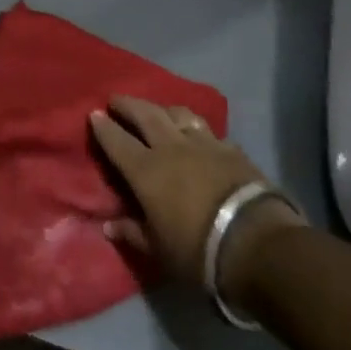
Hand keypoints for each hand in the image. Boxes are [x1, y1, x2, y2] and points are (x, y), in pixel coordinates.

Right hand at [89, 97, 303, 294]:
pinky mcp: (232, 150)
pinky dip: (197, 129)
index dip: (103, 127)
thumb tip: (108, 226)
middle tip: (116, 100)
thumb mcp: (158, 249)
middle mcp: (171, 148)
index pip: (117, 141)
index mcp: (145, 170)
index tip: (93, 115)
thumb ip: (132, 232)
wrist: (257, 243)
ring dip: (163, 109)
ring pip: (179, 114)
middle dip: (127, 105)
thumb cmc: (197, 249)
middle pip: (146, 115)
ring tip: (158, 111)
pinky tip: (199, 135)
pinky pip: (209, 131)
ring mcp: (204, 145)